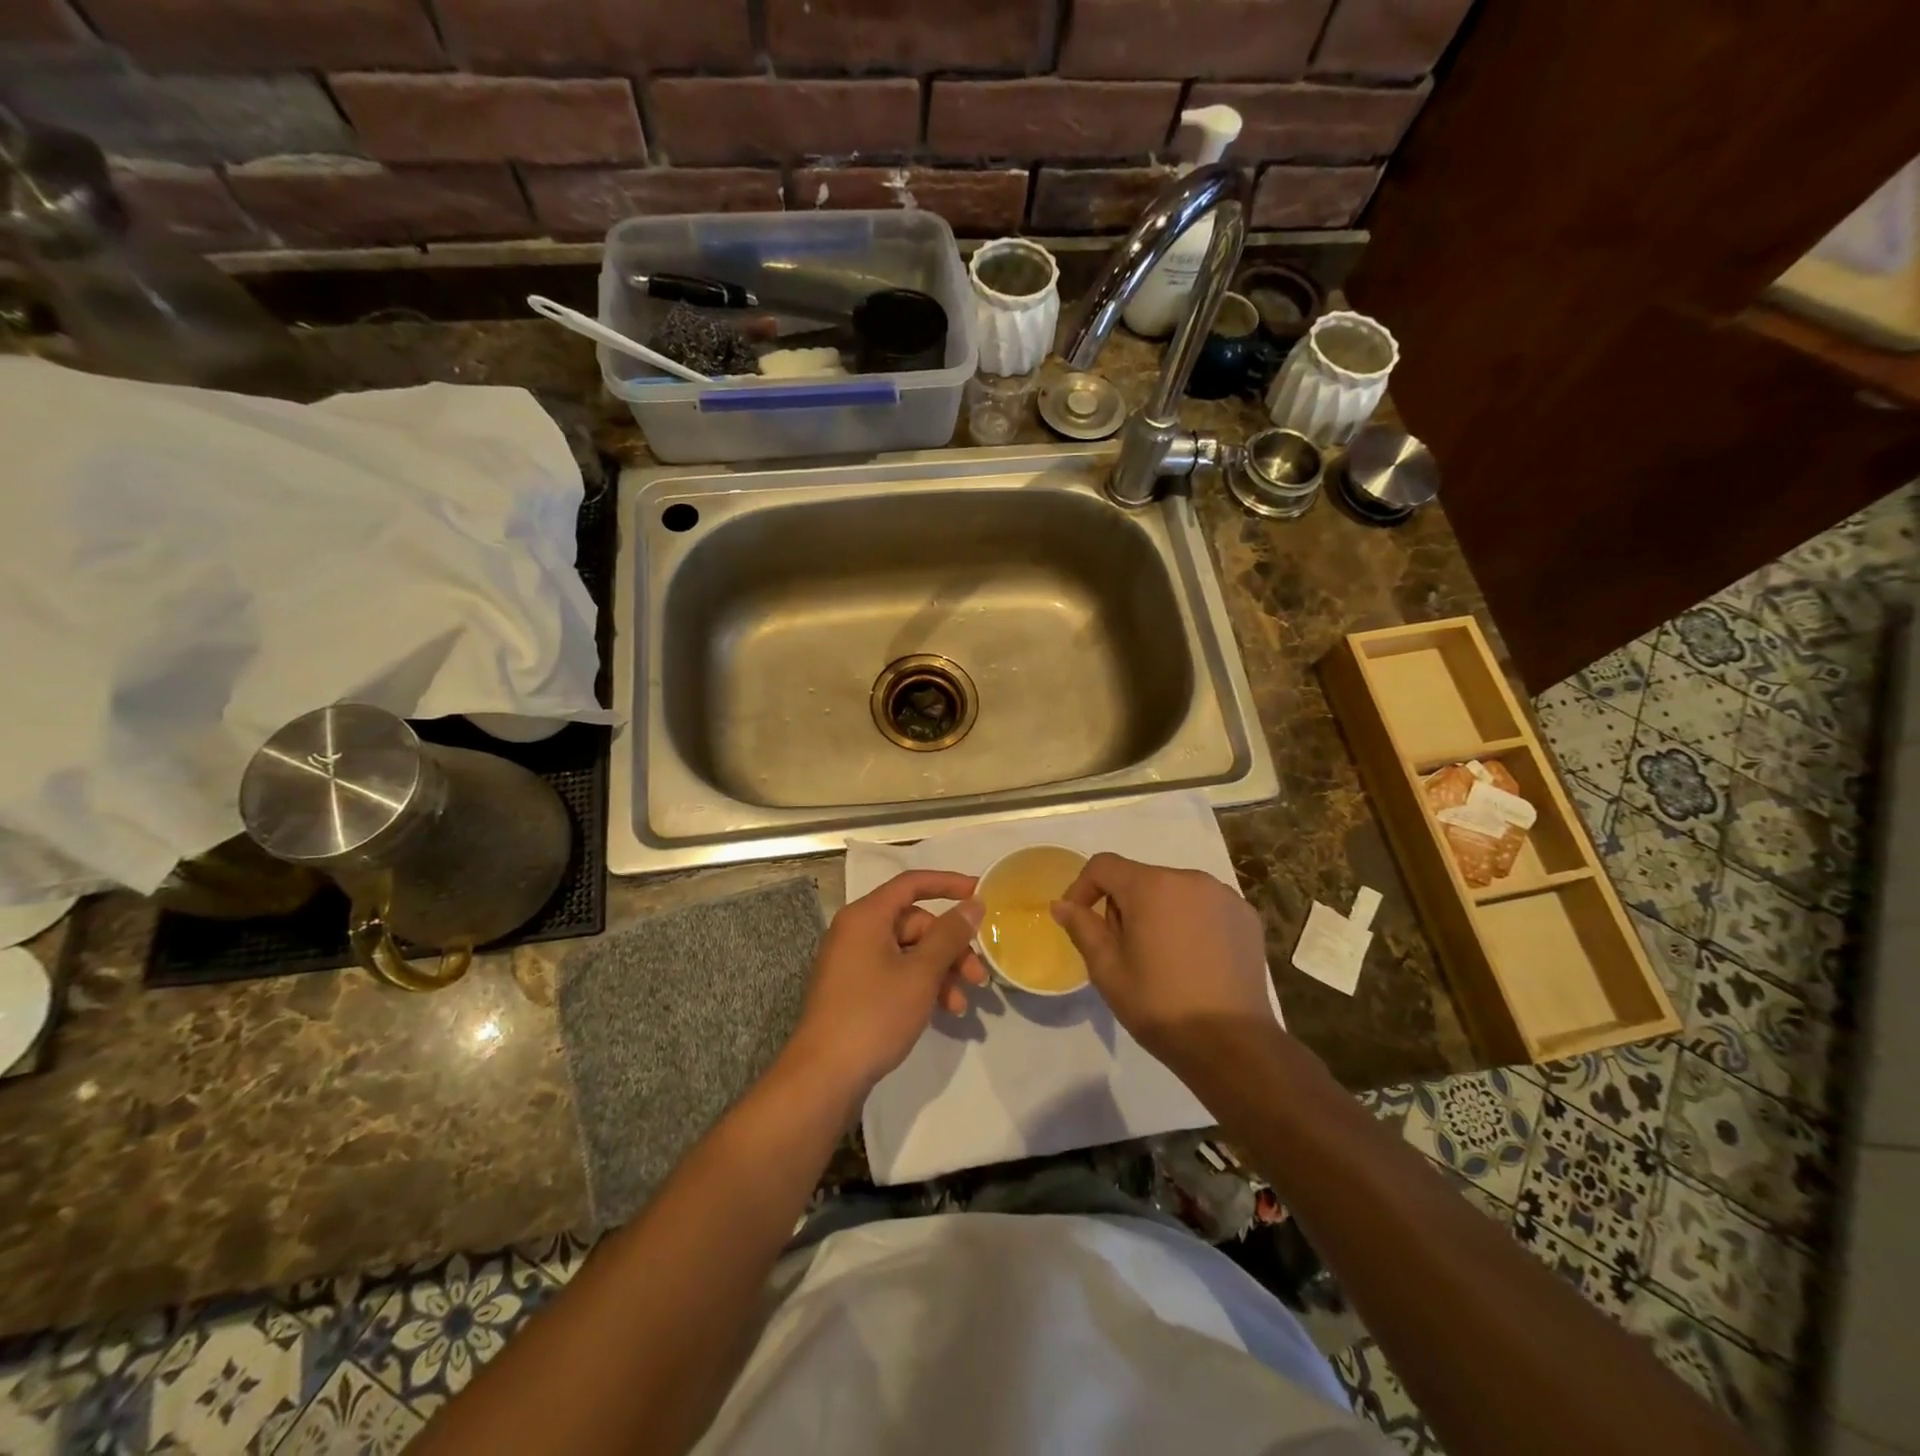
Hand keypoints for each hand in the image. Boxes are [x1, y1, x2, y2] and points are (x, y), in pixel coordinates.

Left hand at [788, 871, 986, 1098]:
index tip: (981, 893)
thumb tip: (973, 903)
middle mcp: (856, 931)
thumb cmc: (874, 1014)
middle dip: (951, 947)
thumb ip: (950, 935)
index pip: (912, 884)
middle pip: (914, 923)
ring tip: (962, 1004)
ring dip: (940, 972)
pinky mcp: (854, 990)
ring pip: (908, 952)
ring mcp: (853, 962)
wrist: (824, 1076)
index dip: (949, 884)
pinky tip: (942, 1011)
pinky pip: (895, 973)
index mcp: (866, 916)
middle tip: (979, 976)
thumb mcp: (920, 973)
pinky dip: (921, 986)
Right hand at [1050, 853, 1275, 1073]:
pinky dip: (1190, 921)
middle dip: (1123, 906)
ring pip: (1173, 891)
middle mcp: (1189, 878)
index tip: (1077, 919)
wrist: (1232, 1045)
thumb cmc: (1160, 1005)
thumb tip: (1062, 904)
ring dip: (1157, 912)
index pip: (1103, 866)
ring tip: (1160, 957)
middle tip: (1122, 951)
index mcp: (1151, 886)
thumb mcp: (1107, 970)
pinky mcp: (1246, 916)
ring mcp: (1223, 895)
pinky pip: (1204, 906)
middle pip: (1140, 878)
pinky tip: (1193, 959)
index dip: (1082, 887)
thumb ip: (1083, 928)